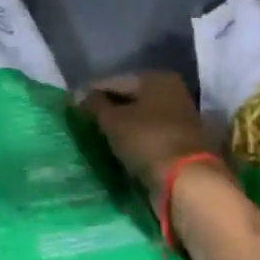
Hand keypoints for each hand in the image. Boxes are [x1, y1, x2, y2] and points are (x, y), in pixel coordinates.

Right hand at [80, 71, 224, 199]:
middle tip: (85, 121)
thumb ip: (94, 104)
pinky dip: (134, 138)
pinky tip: (119, 147)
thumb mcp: (112, 120)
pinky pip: (149, 134)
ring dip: (121, 125)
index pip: (115, 81)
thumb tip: (78, 94)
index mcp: (157, 78)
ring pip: (140, 117)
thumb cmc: (146, 140)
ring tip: (99, 135)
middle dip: (108, 109)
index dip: (92, 93)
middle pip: (130, 98)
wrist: (186, 181)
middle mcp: (172, 92)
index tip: (73, 105)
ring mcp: (180, 117)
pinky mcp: (181, 141)